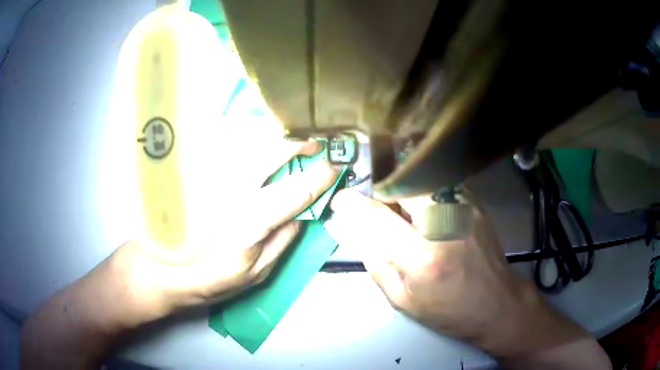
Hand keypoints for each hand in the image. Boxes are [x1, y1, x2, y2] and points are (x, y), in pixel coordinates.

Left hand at [111, 139, 338, 323]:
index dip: (320, 177)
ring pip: (248, 144)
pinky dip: (248, 140)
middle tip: (317, 142)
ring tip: (293, 138)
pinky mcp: (199, 175)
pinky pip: (228, 148)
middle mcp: (232, 193)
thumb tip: (302, 215)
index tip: (336, 167)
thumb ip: (282, 243)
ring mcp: (213, 179)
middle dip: (299, 144)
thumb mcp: (256, 274)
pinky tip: (258, 142)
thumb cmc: (211, 278)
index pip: (294, 192)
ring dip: (275, 137)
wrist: (164, 267)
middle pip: (270, 155)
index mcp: (250, 222)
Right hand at [327, 190, 600, 362]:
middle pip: (402, 185)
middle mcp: (445, 223)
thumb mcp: (403, 300)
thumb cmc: (449, 311)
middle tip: (378, 208)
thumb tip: (355, 232)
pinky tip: (425, 212)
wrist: (497, 303)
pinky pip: (439, 185)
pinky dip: (424, 192)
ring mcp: (464, 208)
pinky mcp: (475, 203)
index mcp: (423, 257)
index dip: (354, 204)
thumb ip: (376, 263)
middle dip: (383, 189)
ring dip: (404, 190)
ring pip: (421, 179)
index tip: (341, 198)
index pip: (378, 217)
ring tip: (403, 212)